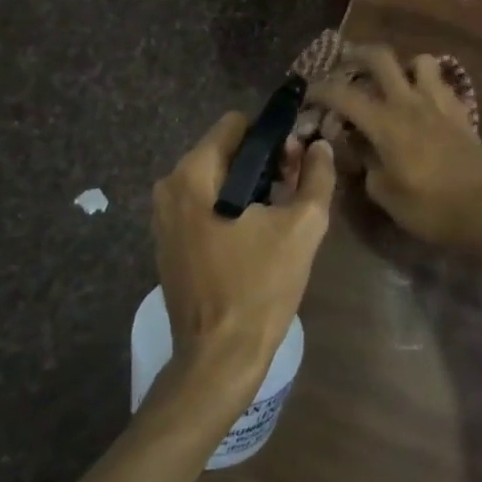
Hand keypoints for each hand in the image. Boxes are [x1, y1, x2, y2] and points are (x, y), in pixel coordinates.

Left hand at [151, 113, 335, 408]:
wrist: (219, 357)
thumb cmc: (260, 287)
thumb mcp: (302, 227)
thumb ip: (316, 177)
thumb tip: (319, 146)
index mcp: (194, 174)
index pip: (236, 124)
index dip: (272, 136)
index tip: (296, 162)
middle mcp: (169, 186)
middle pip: (224, 150)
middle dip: (262, 162)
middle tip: (293, 191)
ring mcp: (163, 216)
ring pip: (215, 178)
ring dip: (249, 186)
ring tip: (278, 215)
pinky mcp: (167, 241)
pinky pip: (202, 204)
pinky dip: (229, 207)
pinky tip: (254, 236)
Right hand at [311, 45, 481, 252]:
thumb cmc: (430, 208)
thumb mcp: (384, 193)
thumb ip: (365, 162)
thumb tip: (356, 145)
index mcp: (385, 122)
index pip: (343, 93)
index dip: (320, 89)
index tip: (308, 95)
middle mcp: (410, 102)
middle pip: (381, 57)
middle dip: (357, 56)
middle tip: (345, 66)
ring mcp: (439, 103)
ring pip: (419, 61)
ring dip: (402, 66)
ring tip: (392, 83)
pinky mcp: (461, 112)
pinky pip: (441, 83)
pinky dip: (427, 84)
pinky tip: (422, 103)